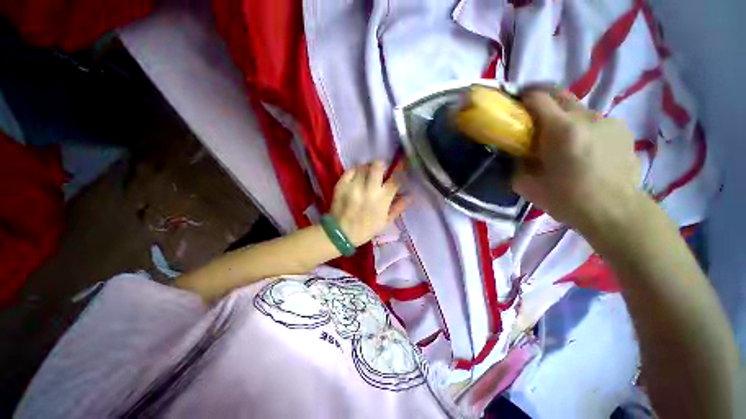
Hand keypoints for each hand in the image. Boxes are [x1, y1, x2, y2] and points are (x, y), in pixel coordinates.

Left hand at [330, 162, 408, 245]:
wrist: (341, 234)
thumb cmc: (366, 229)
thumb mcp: (385, 221)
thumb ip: (398, 207)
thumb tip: (411, 196)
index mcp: (382, 199)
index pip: (395, 180)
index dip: (399, 174)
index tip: (397, 174)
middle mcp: (368, 189)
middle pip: (377, 166)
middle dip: (381, 166)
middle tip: (380, 171)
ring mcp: (353, 186)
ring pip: (363, 167)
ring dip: (368, 169)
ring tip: (367, 176)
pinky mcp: (341, 185)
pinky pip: (350, 170)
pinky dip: (356, 171)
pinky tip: (357, 177)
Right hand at [514, 89, 640, 231]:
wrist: (616, 212)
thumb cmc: (568, 200)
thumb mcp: (528, 185)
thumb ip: (517, 164)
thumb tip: (515, 154)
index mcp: (562, 130)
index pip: (538, 98)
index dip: (523, 97)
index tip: (513, 103)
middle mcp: (587, 117)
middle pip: (560, 94)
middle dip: (542, 98)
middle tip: (531, 114)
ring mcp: (608, 121)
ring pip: (578, 110)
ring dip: (564, 118)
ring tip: (560, 140)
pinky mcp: (621, 129)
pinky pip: (594, 121)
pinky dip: (582, 128)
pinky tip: (583, 148)